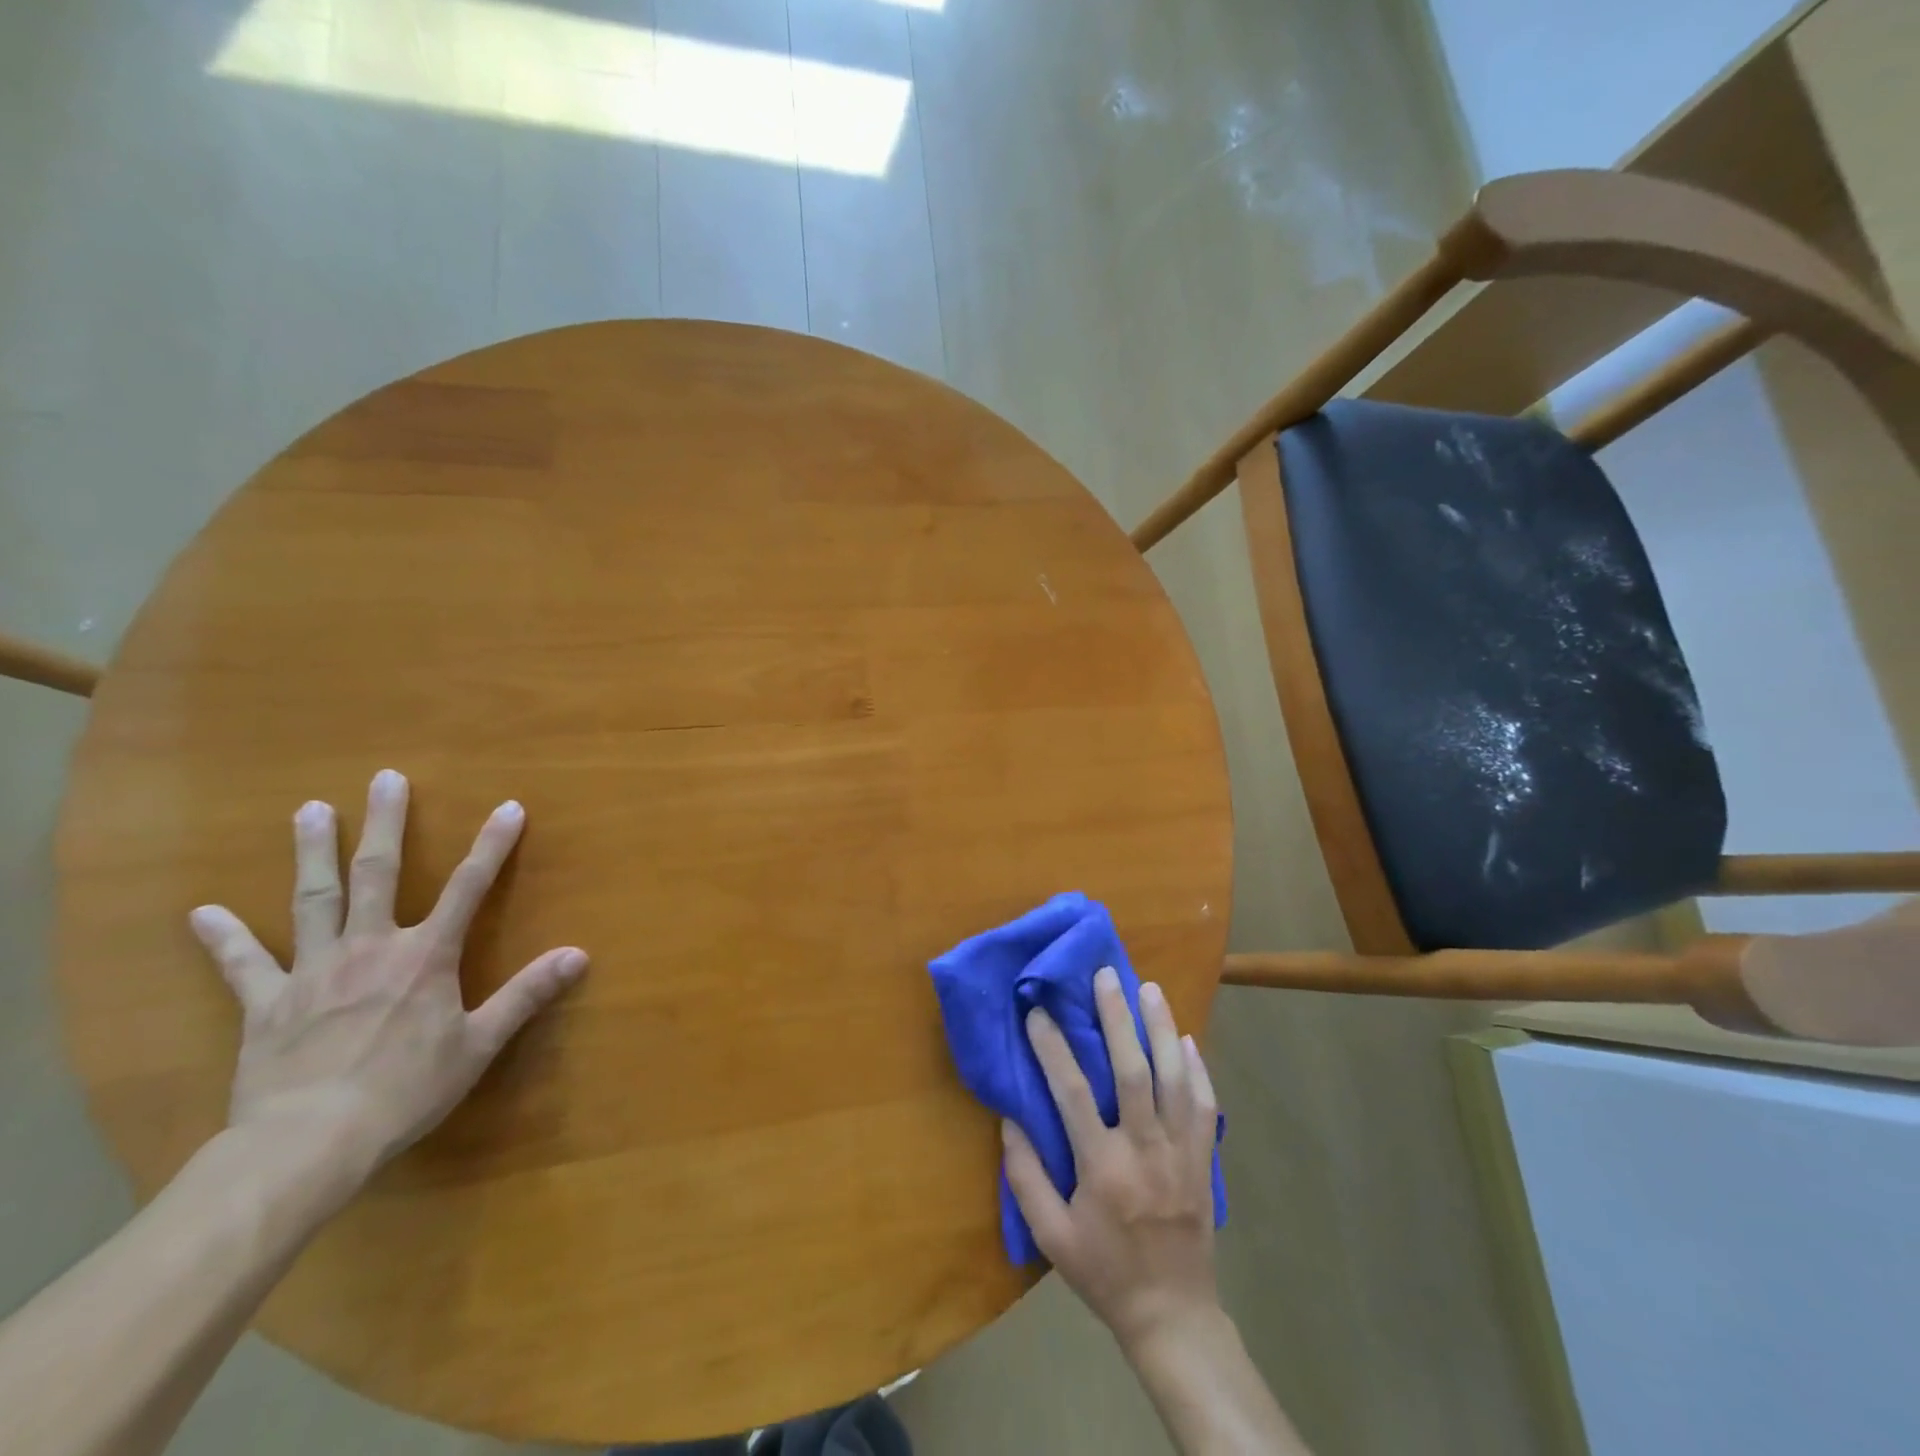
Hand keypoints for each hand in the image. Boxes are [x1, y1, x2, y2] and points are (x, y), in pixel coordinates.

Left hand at [189, 769, 587, 1180]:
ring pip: (313, 900)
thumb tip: (578, 954)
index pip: (470, 887)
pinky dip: (224, 938)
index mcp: (425, 956)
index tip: (509, 807)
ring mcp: (313, 971)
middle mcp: (370, 948)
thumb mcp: (480, 1044)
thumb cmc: (406, 1090)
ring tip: (309, 810)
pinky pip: (243, 965)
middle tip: (384, 779)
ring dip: (313, 853)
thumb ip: (527, 994)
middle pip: (379, 874)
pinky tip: (203, 912)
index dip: (493, 845)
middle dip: (385, 824)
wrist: (309, 1143)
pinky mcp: (266, 1004)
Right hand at [1003, 967, 1220, 1351]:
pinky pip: (1205, 1106)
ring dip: (1162, 1029)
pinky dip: (1198, 1069)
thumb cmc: (1104, 1272)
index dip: (1053, 1046)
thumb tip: (1010, 1119)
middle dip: (1117, 1018)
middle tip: (1106, 975)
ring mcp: (1181, 1153)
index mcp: (1102, 1167)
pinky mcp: (1204, 1160)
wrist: (1173, 1316)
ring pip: (1175, 1078)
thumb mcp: (1051, 1236)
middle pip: (1132, 1071)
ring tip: (1150, 988)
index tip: (1037, 1010)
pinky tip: (1188, 1040)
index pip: (1072, 1092)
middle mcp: (1144, 1149)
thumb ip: (1025, 1176)